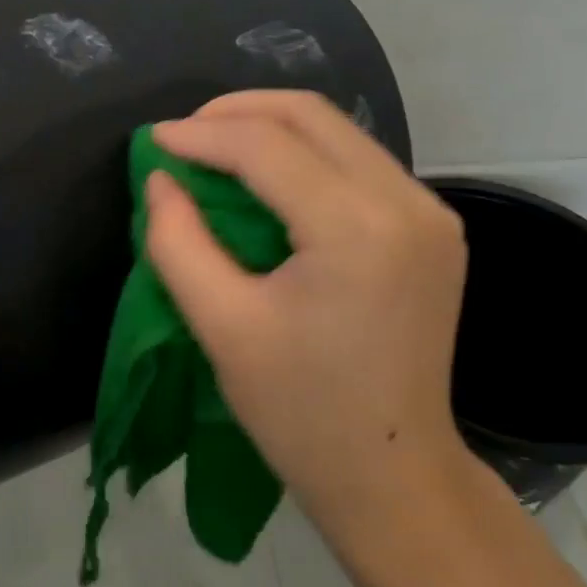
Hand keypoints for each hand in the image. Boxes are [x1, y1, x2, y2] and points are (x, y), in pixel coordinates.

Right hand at [145, 91, 473, 543]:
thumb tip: (161, 178)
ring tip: (215, 150)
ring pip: (338, 131)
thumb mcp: (222, 327)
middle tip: (184, 135)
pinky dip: (305, 155)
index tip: (153, 140)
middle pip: (311, 115)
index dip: (201, 134)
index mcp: (356, 230)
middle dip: (237, 111)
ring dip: (271, 129)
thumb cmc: (301, 413)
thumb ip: (179, 242)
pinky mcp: (433, 226)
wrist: (394, 475)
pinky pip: (358, 161)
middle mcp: (406, 203)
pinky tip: (267, 178)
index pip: (267, 146)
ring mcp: (430, 211)